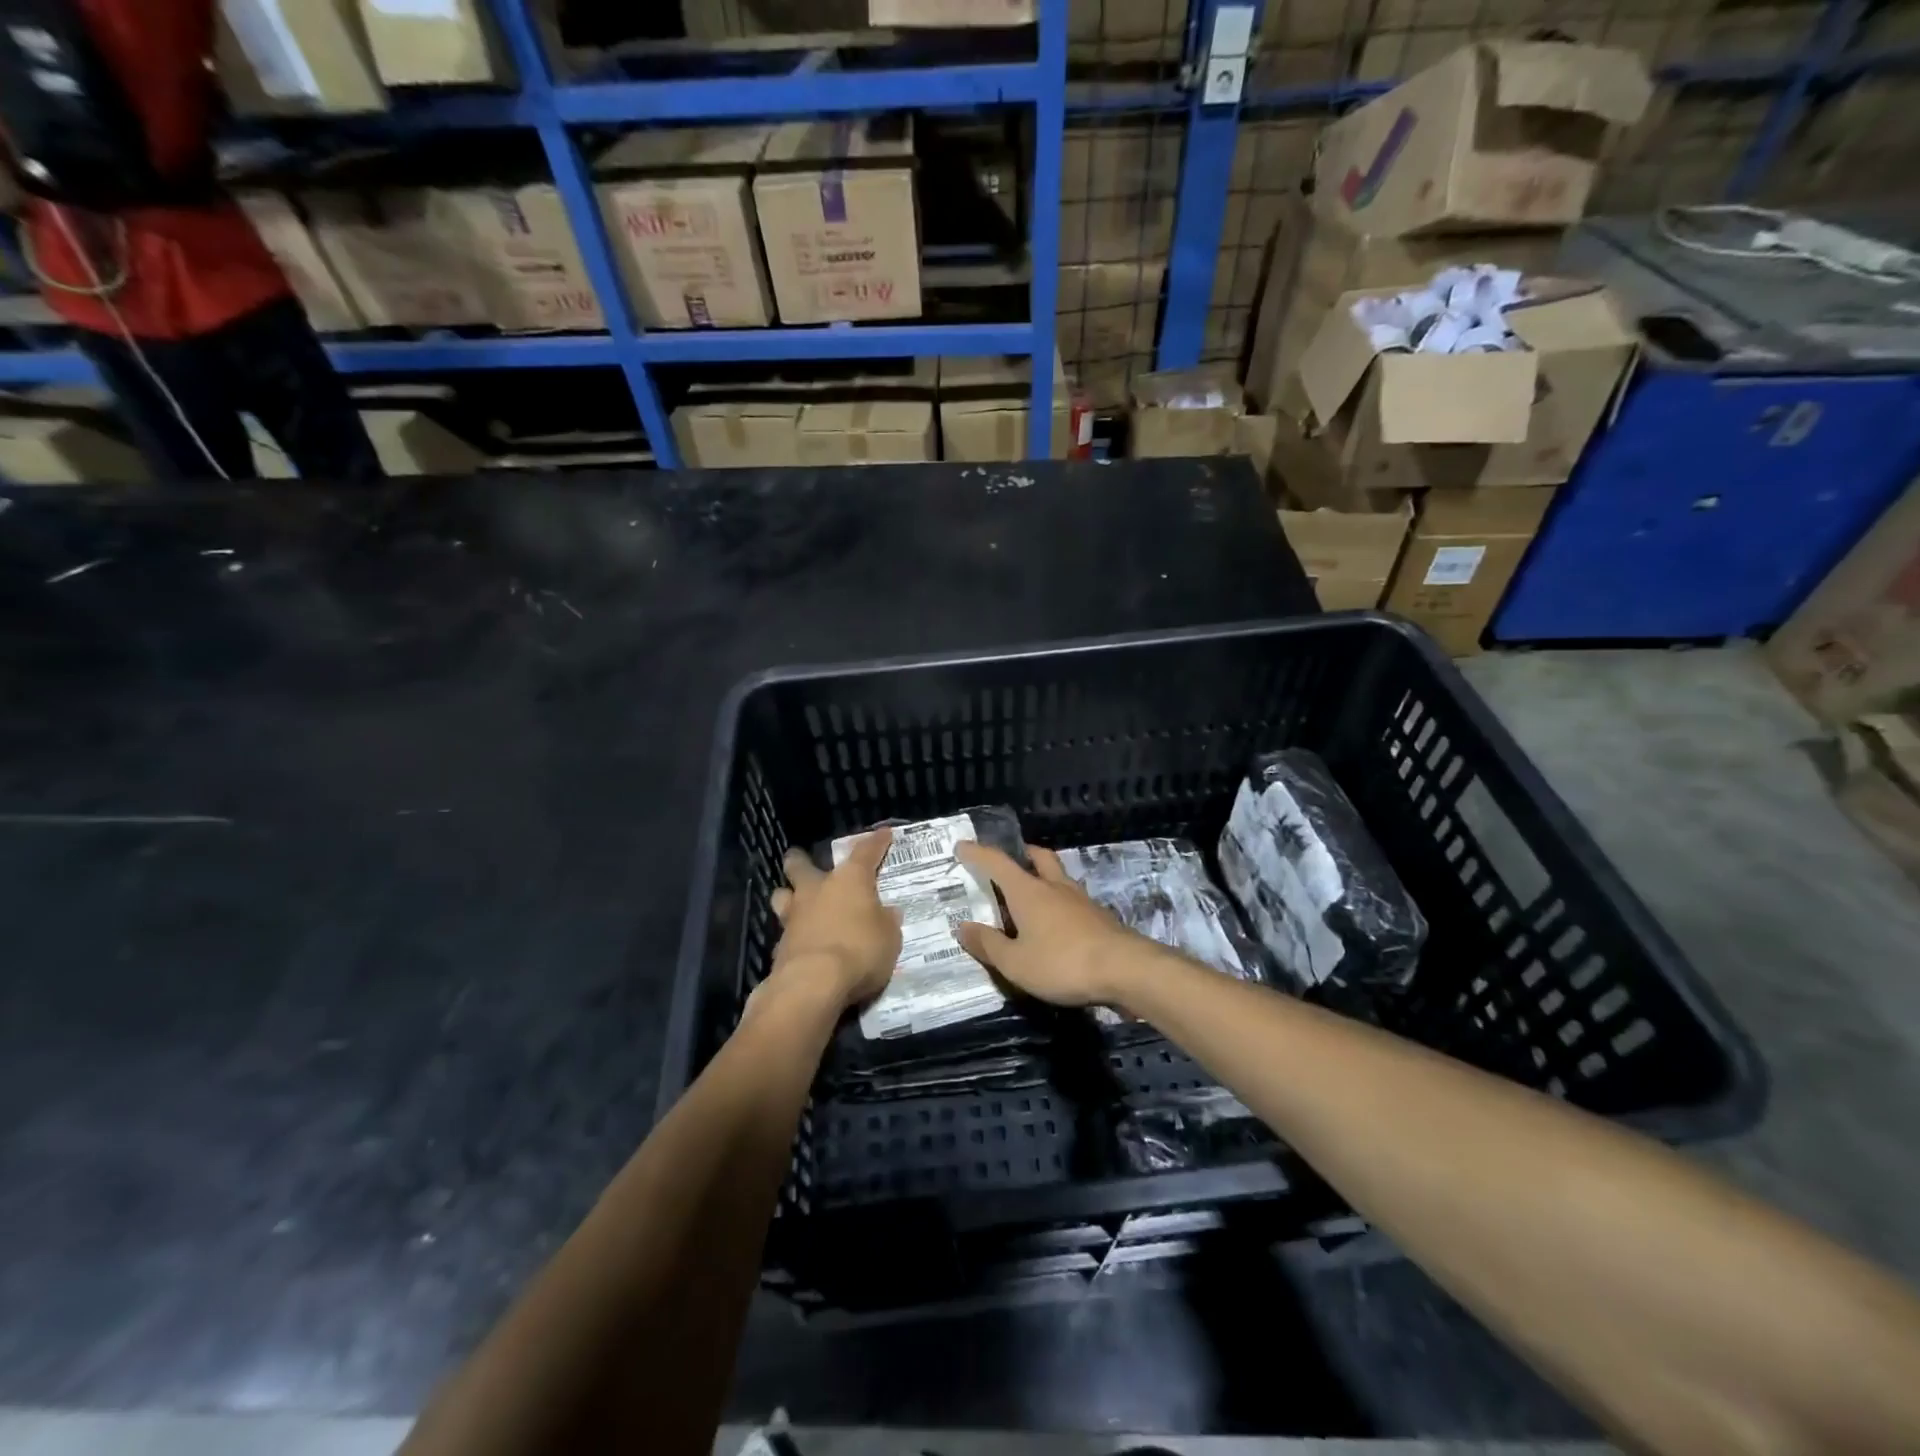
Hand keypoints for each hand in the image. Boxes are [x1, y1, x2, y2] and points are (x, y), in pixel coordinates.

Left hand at [766, 828, 900, 1011]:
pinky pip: (784, 932)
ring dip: (788, 895)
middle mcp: (817, 890)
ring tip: (796, 902)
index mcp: (850, 880)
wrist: (813, 984)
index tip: (884, 833)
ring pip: (782, 894)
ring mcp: (793, 916)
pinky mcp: (779, 945)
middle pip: (800, 864)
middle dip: (801, 860)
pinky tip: (800, 943)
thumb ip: (887, 922)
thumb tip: (887, 912)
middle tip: (805, 862)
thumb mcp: (889, 938)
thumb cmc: (860, 951)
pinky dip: (793, 935)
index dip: (876, 842)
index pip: (866, 852)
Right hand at [955, 843, 1138, 1006]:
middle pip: (1038, 858)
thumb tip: (963, 927)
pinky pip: (1071, 900)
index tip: (962, 846)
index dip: (978, 853)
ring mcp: (1081, 900)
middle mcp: (1054, 887)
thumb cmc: (1062, 963)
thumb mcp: (1015, 963)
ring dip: (1043, 878)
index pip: (997, 862)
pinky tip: (1055, 923)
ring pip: (1058, 877)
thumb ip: (988, 945)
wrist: (1126, 970)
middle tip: (1008, 861)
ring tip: (1030, 895)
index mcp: (1028, 891)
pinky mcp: (1099, 917)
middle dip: (1021, 854)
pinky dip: (1058, 903)